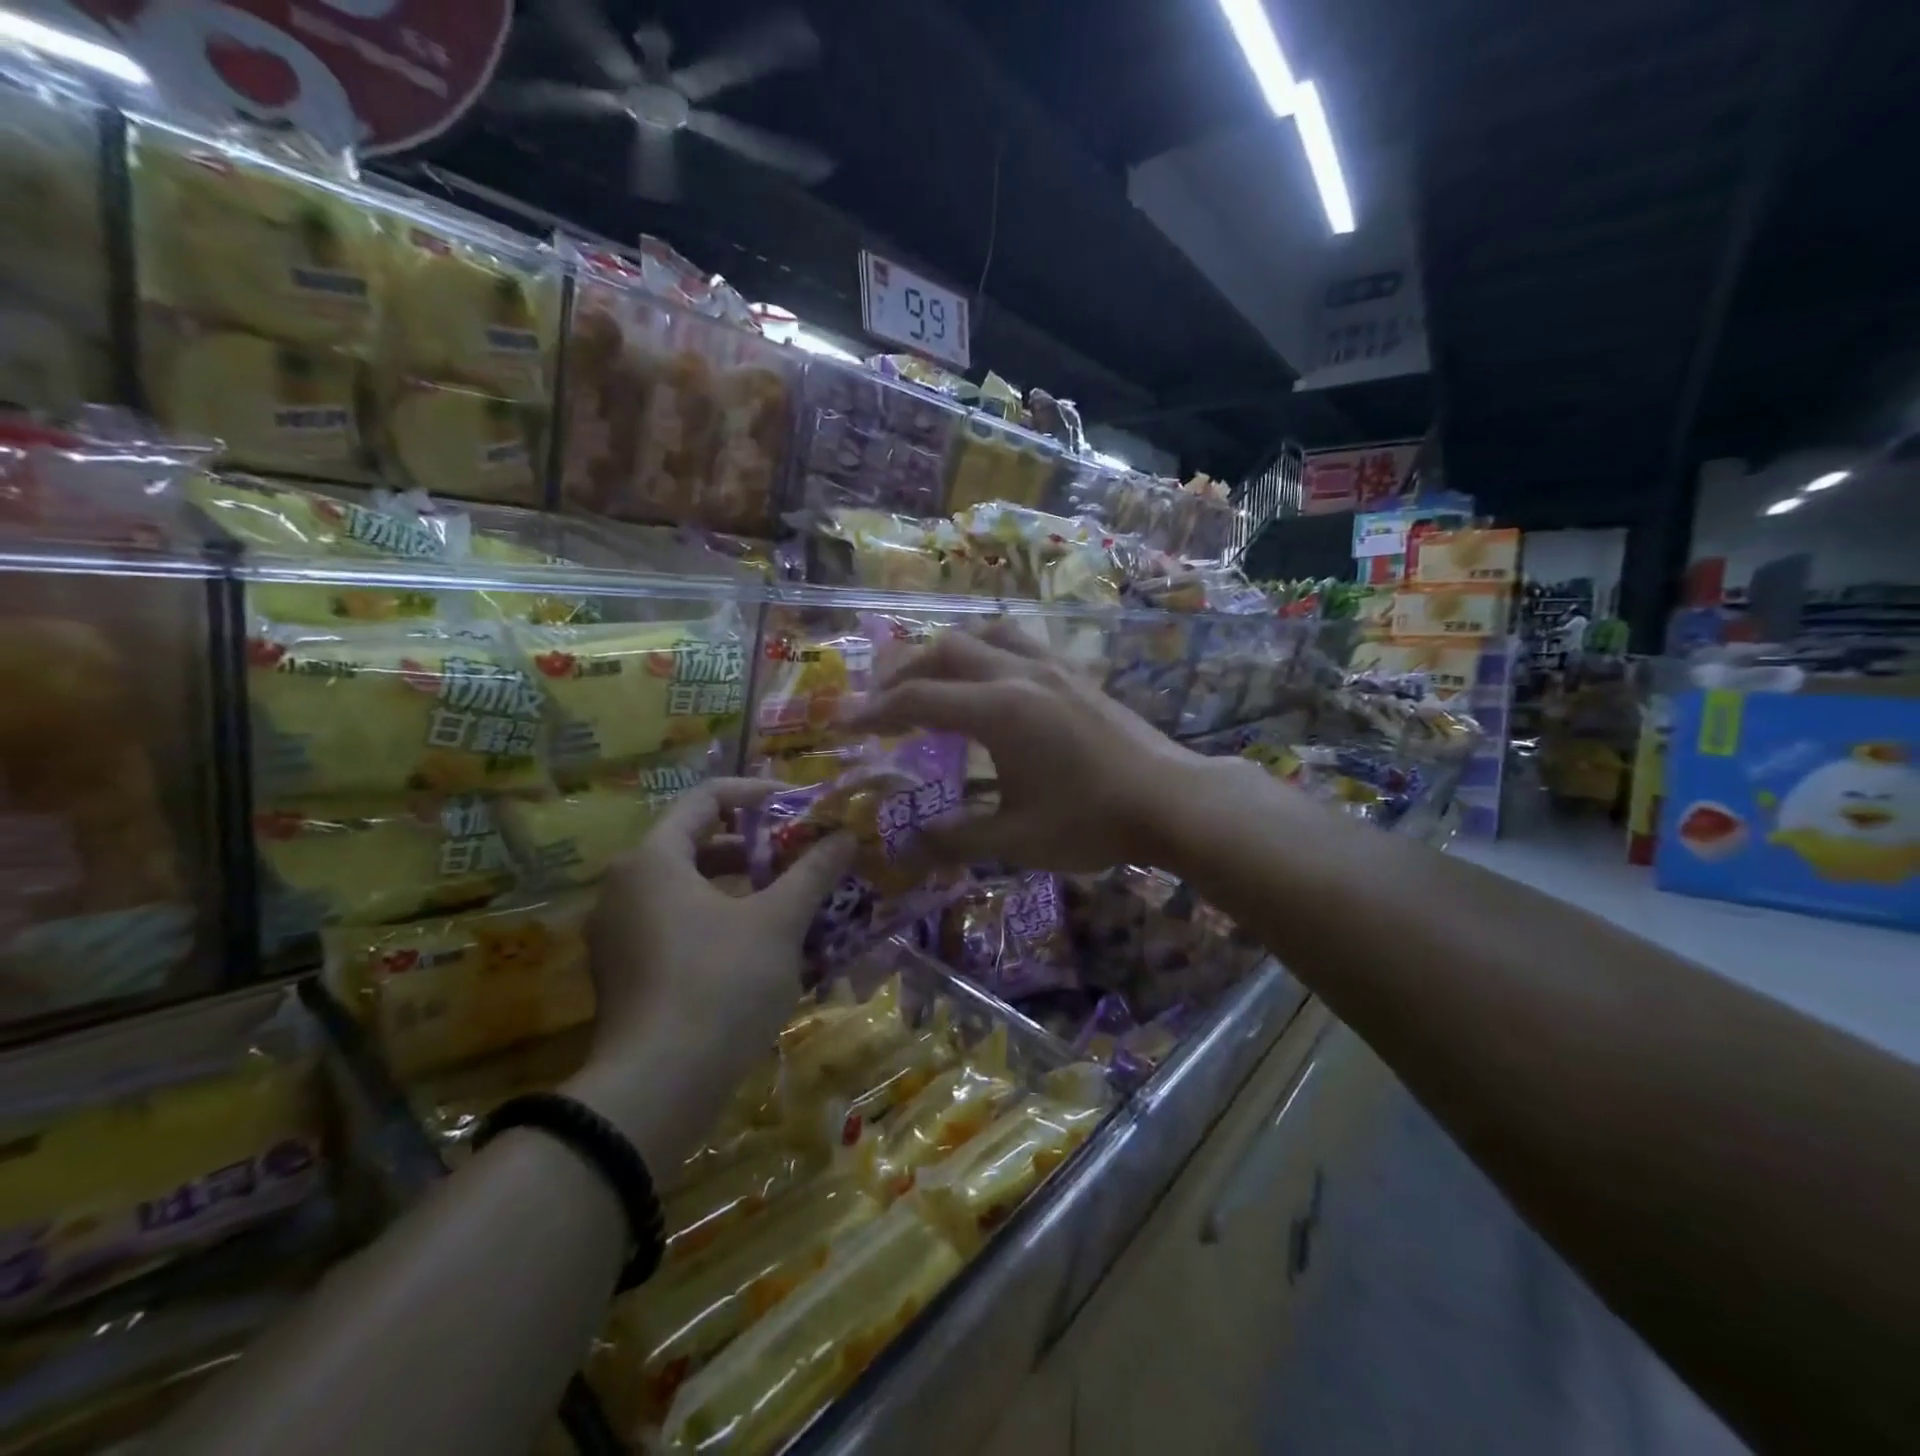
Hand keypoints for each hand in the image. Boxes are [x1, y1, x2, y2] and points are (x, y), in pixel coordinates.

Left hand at [567, 779, 853, 1161]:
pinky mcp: (627, 975)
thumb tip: (845, 836)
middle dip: (757, 847)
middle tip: (804, 855)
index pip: (707, 799)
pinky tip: (767, 948)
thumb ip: (812, 872)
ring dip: (744, 888)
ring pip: (692, 890)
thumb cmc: (720, 985)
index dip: (759, 796)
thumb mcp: (778, 923)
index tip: (801, 808)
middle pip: (699, 844)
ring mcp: (620, 935)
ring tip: (794, 900)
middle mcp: (626, 888)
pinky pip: (680, 927)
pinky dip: (722, 923)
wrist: (656, 1092)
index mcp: (653, 860)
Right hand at [851, 624, 1211, 872]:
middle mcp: (1019, 674)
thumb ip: (955, 838)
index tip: (844, 724)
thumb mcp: (1016, 839)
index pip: (918, 699)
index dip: (875, 711)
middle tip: (880, 702)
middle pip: (945, 651)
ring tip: (928, 679)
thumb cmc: (1091, 822)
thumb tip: (908, 846)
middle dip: (902, 672)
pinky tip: (988, 680)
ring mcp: (1051, 668)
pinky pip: (1017, 642)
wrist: (1172, 801)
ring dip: (946, 652)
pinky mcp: (1074, 674)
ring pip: (984, 635)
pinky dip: (985, 651)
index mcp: (998, 710)